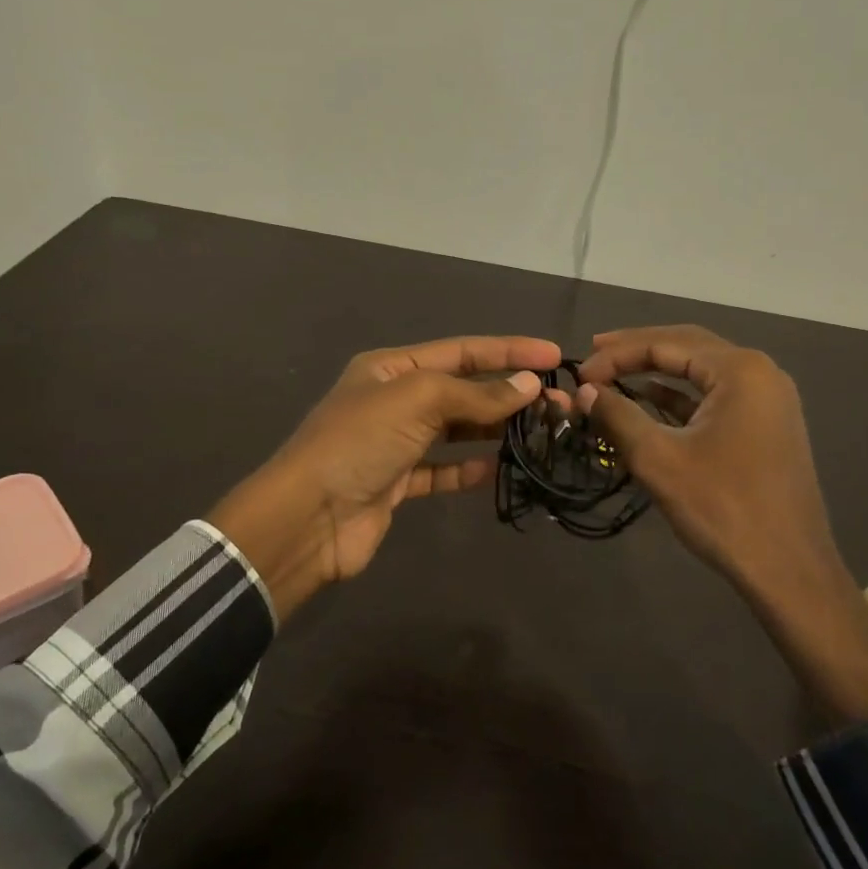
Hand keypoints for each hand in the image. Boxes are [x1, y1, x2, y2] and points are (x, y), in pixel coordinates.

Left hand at [207, 336, 561, 619]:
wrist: (309, 517)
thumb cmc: (359, 442)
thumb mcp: (416, 401)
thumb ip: (475, 393)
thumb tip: (528, 385)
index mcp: (391, 368)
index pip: (461, 351)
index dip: (508, 350)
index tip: (554, 355)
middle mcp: (393, 400)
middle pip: (462, 390)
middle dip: (508, 393)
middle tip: (558, 404)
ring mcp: (396, 443)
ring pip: (456, 430)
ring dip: (495, 429)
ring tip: (541, 432)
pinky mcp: (398, 483)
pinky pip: (443, 469)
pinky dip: (470, 468)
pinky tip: (500, 468)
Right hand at [576, 325, 867, 727]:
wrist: (788, 568)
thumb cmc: (722, 507)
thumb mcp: (659, 458)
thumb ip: (617, 415)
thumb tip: (583, 391)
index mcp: (739, 370)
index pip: (666, 343)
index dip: (617, 354)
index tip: (579, 374)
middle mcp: (759, 372)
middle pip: (687, 347)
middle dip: (637, 351)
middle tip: (594, 355)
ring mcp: (767, 399)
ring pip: (701, 372)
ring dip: (656, 373)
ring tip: (613, 375)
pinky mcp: (765, 425)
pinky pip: (714, 397)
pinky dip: (678, 397)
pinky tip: (647, 402)